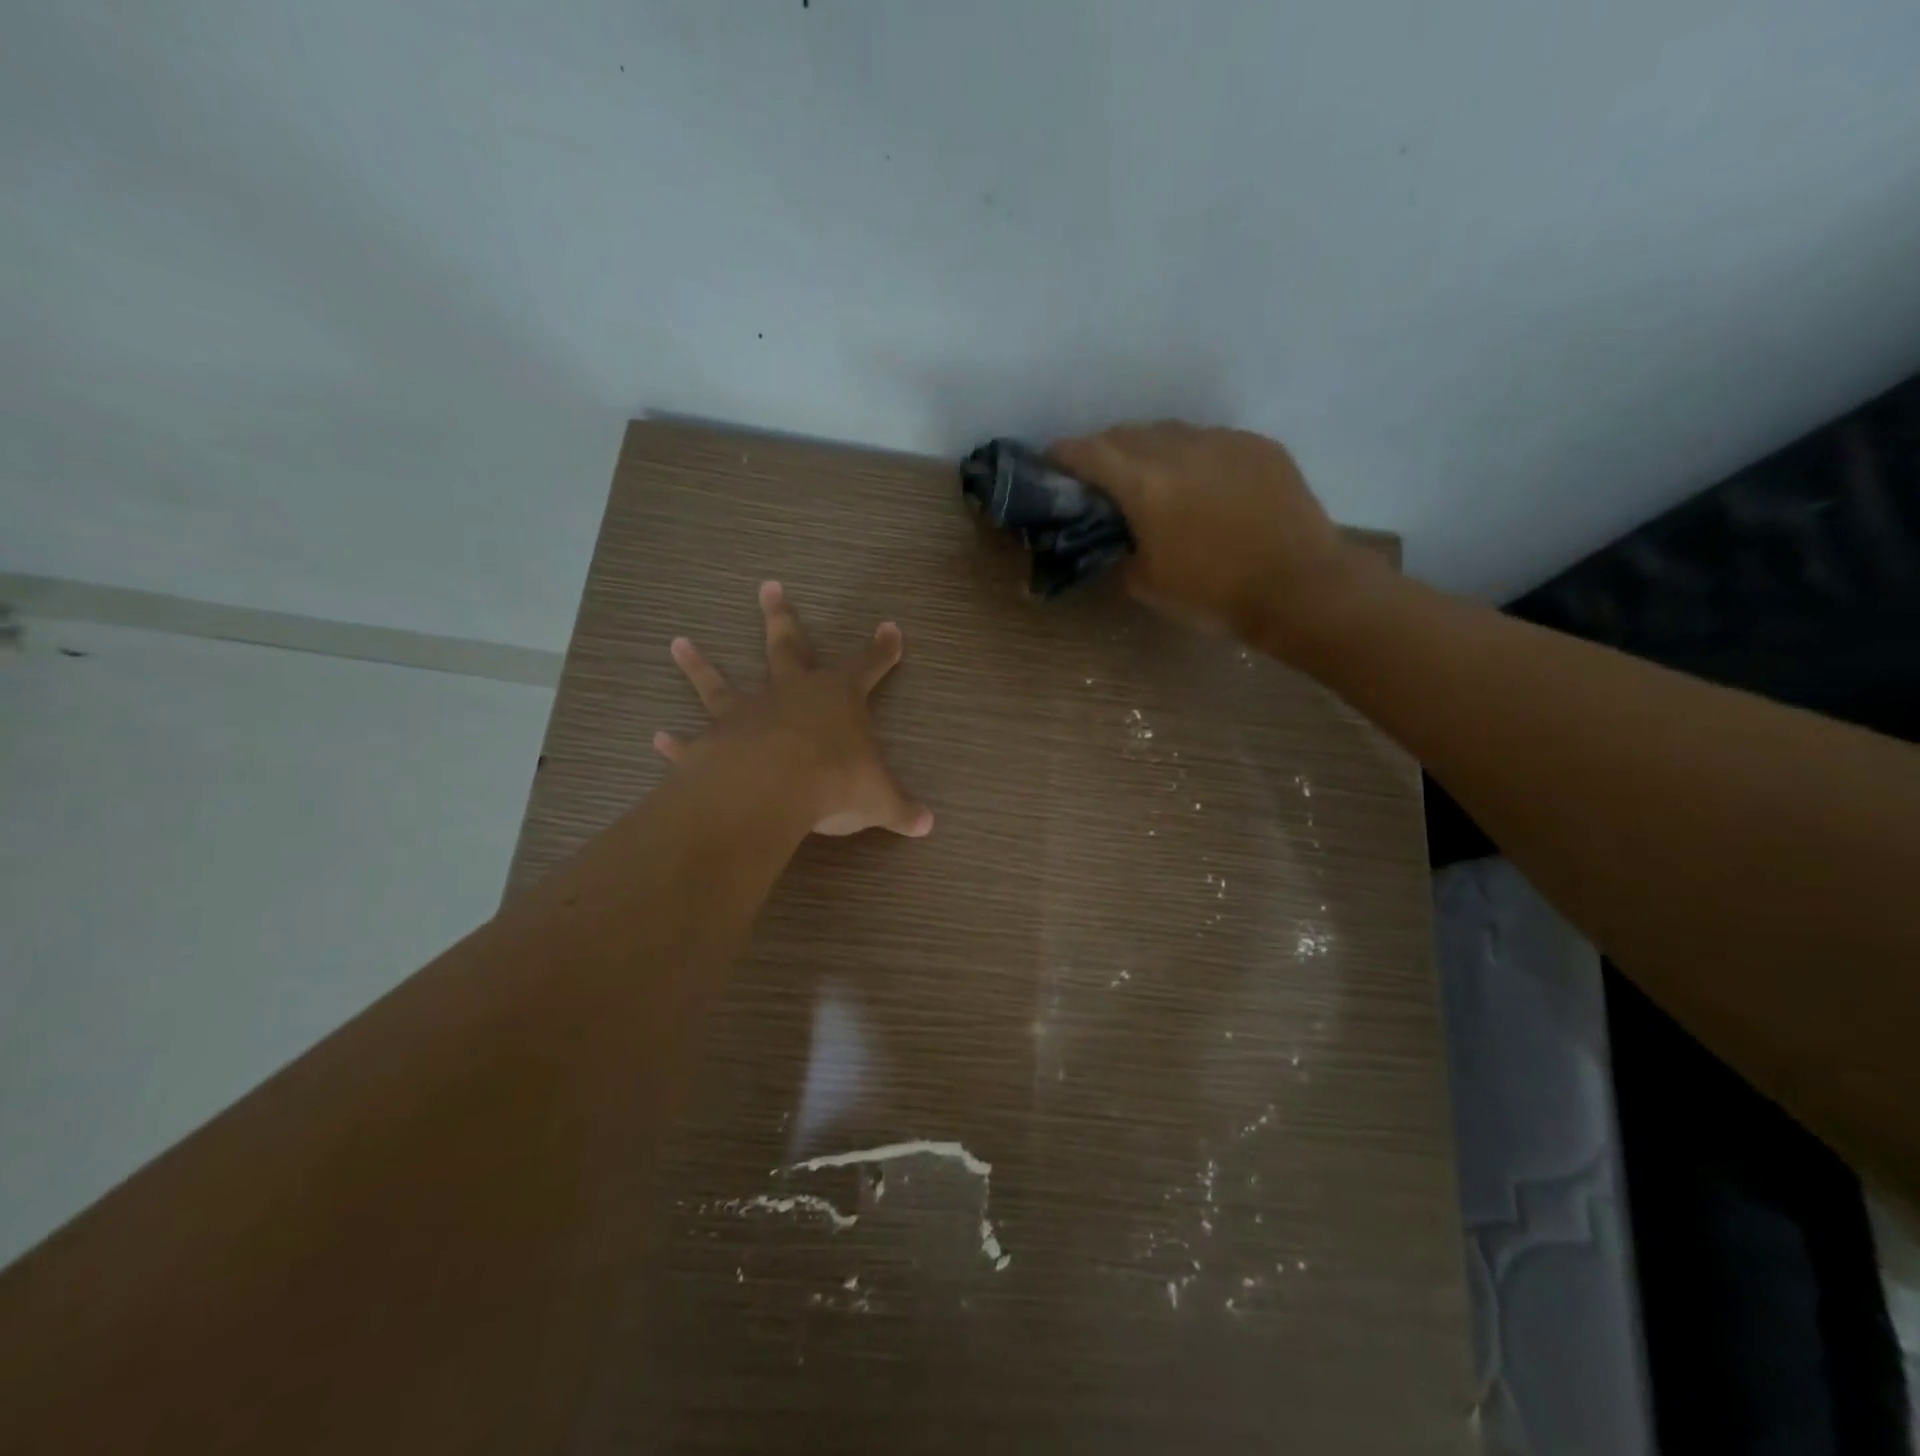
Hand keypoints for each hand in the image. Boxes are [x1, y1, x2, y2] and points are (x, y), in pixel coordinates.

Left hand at [653, 582, 933, 838]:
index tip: (890, 628)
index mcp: (837, 697)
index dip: (881, 650)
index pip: (867, 666)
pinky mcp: (714, 742)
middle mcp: (790, 694)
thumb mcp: (878, 799)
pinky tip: (658, 737)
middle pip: (787, 647)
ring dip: (700, 665)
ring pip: (721, 683)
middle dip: (782, 618)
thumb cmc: (835, 781)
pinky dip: (676, 741)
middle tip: (768, 586)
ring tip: (679, 643)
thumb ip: (901, 809)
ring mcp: (748, 714)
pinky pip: (692, 740)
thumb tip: (928, 825)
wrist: (772, 787)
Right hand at [1049, 422, 1374, 655]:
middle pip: (1127, 433)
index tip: (1051, 463)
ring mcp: (1224, 441)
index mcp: (1145, 484)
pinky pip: (1211, 440)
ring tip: (1149, 476)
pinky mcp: (1258, 446)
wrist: (1300, 588)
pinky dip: (1192, 455)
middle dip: (1104, 450)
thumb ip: (1118, 551)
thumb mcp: (1147, 584)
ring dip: (1148, 448)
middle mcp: (1181, 449)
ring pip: (1170, 431)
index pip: (1089, 452)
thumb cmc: (1214, 594)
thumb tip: (1113, 539)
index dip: (1063, 454)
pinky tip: (1199, 482)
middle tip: (1098, 477)